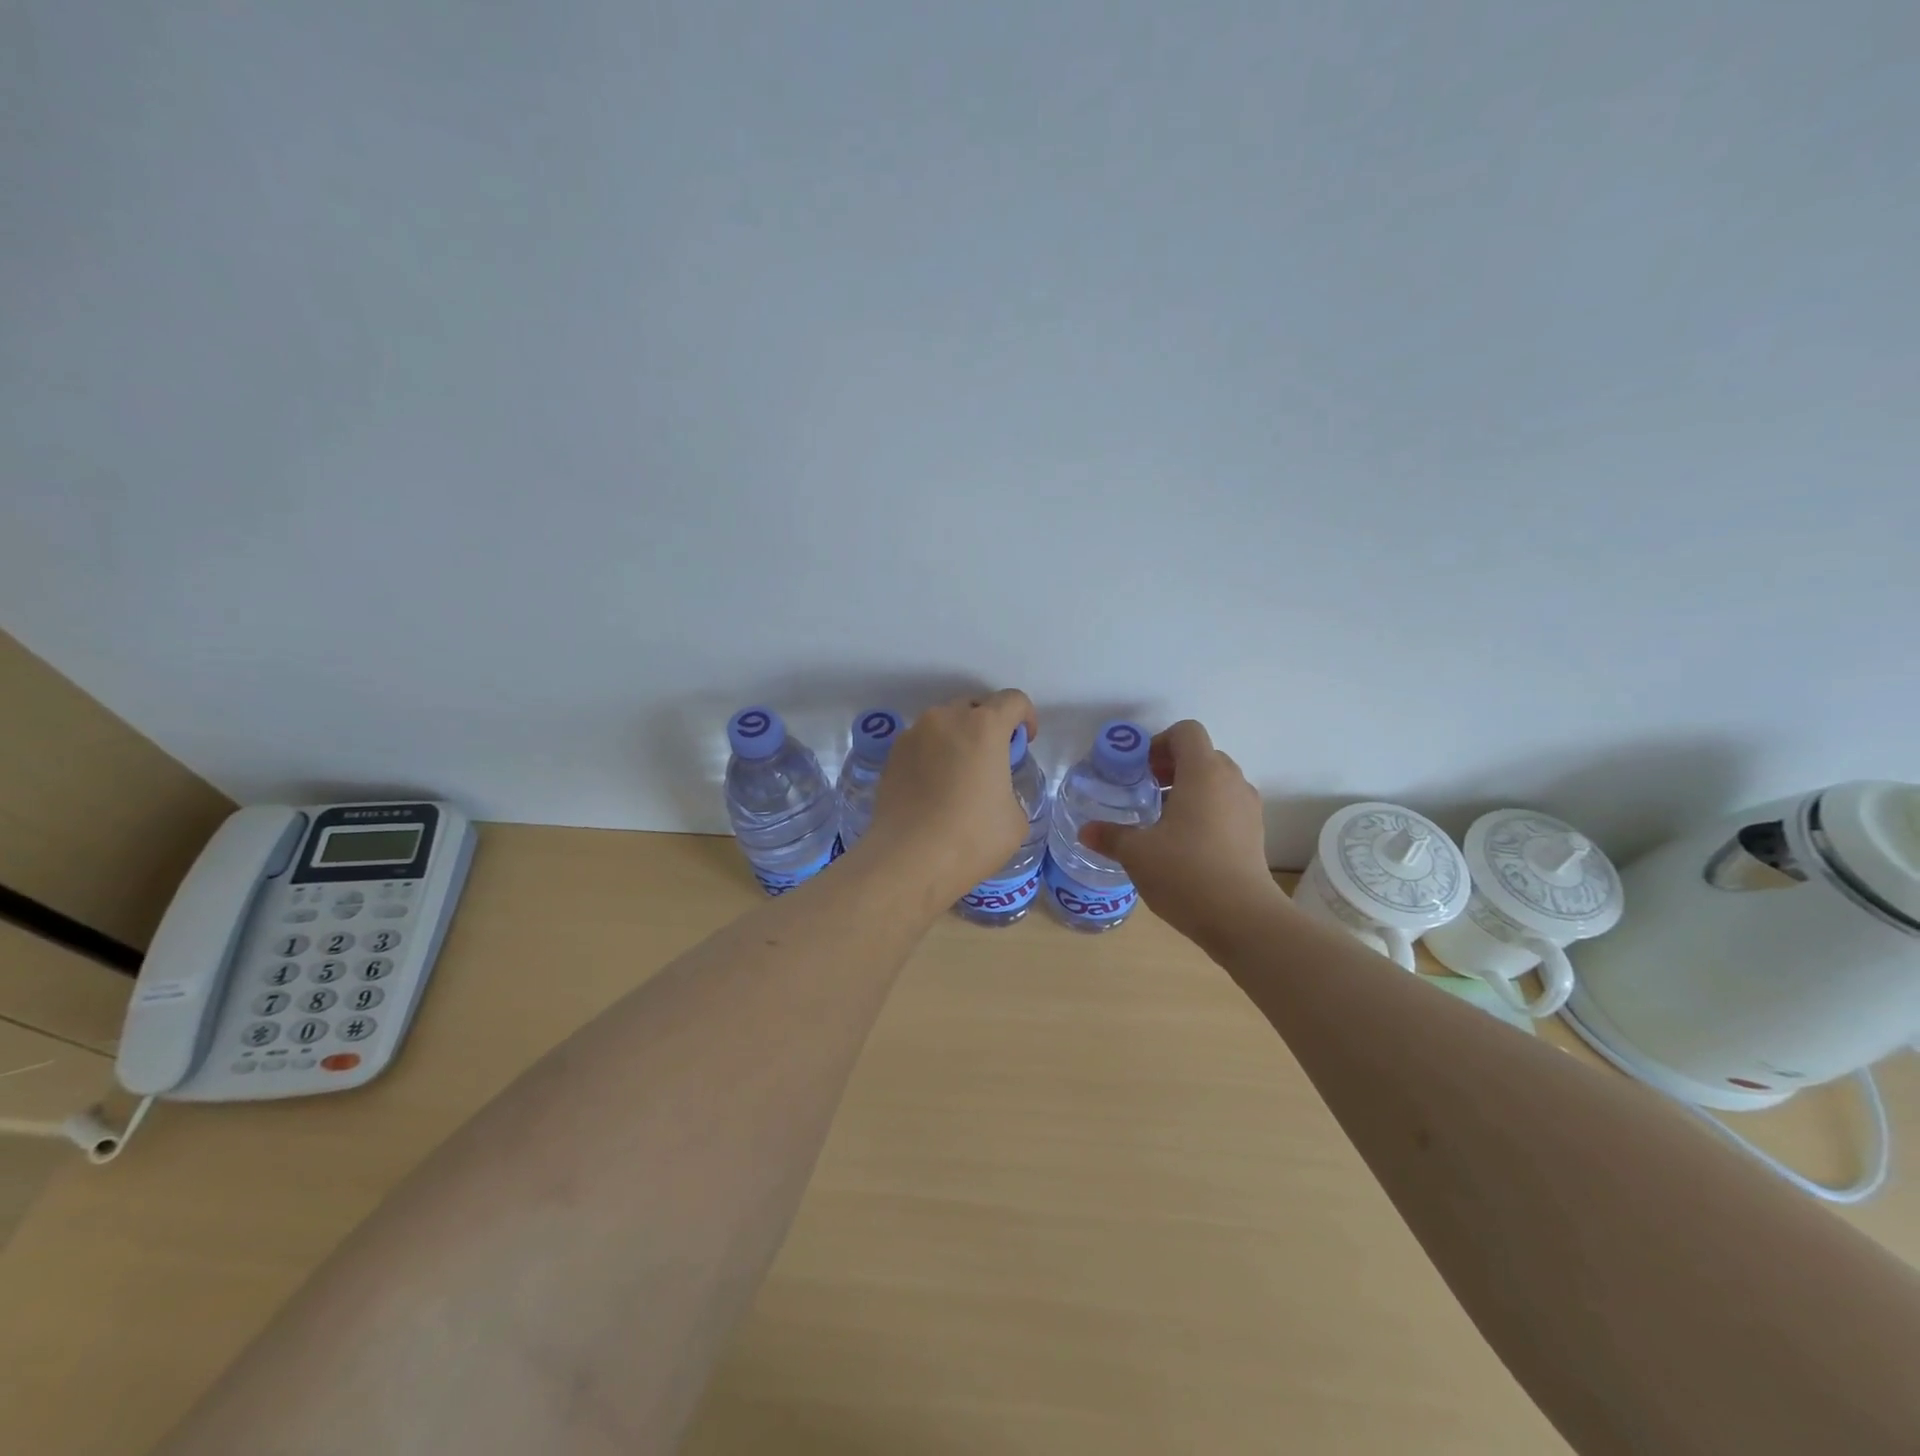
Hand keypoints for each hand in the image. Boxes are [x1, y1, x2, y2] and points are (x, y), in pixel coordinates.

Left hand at [861, 690, 1037, 905]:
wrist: (907, 861)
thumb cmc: (972, 838)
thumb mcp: (1015, 818)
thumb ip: (1009, 788)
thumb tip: (994, 790)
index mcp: (984, 726)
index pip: (1013, 700)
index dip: (1025, 717)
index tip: (1024, 743)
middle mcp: (945, 719)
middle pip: (974, 707)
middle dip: (988, 727)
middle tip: (991, 761)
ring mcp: (912, 735)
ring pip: (943, 725)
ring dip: (957, 740)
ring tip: (958, 778)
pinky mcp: (890, 756)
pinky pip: (920, 745)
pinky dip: (932, 757)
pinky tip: (932, 791)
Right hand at [1078, 720, 1287, 944]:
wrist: (1243, 919)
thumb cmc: (1185, 872)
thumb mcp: (1137, 853)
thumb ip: (1110, 836)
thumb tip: (1085, 830)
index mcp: (1203, 773)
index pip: (1186, 732)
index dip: (1159, 743)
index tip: (1139, 770)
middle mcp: (1231, 781)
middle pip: (1202, 755)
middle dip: (1171, 767)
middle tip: (1145, 792)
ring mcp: (1248, 808)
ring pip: (1217, 782)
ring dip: (1189, 790)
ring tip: (1162, 820)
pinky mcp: (1255, 833)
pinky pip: (1228, 806)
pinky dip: (1206, 811)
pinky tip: (1185, 844)